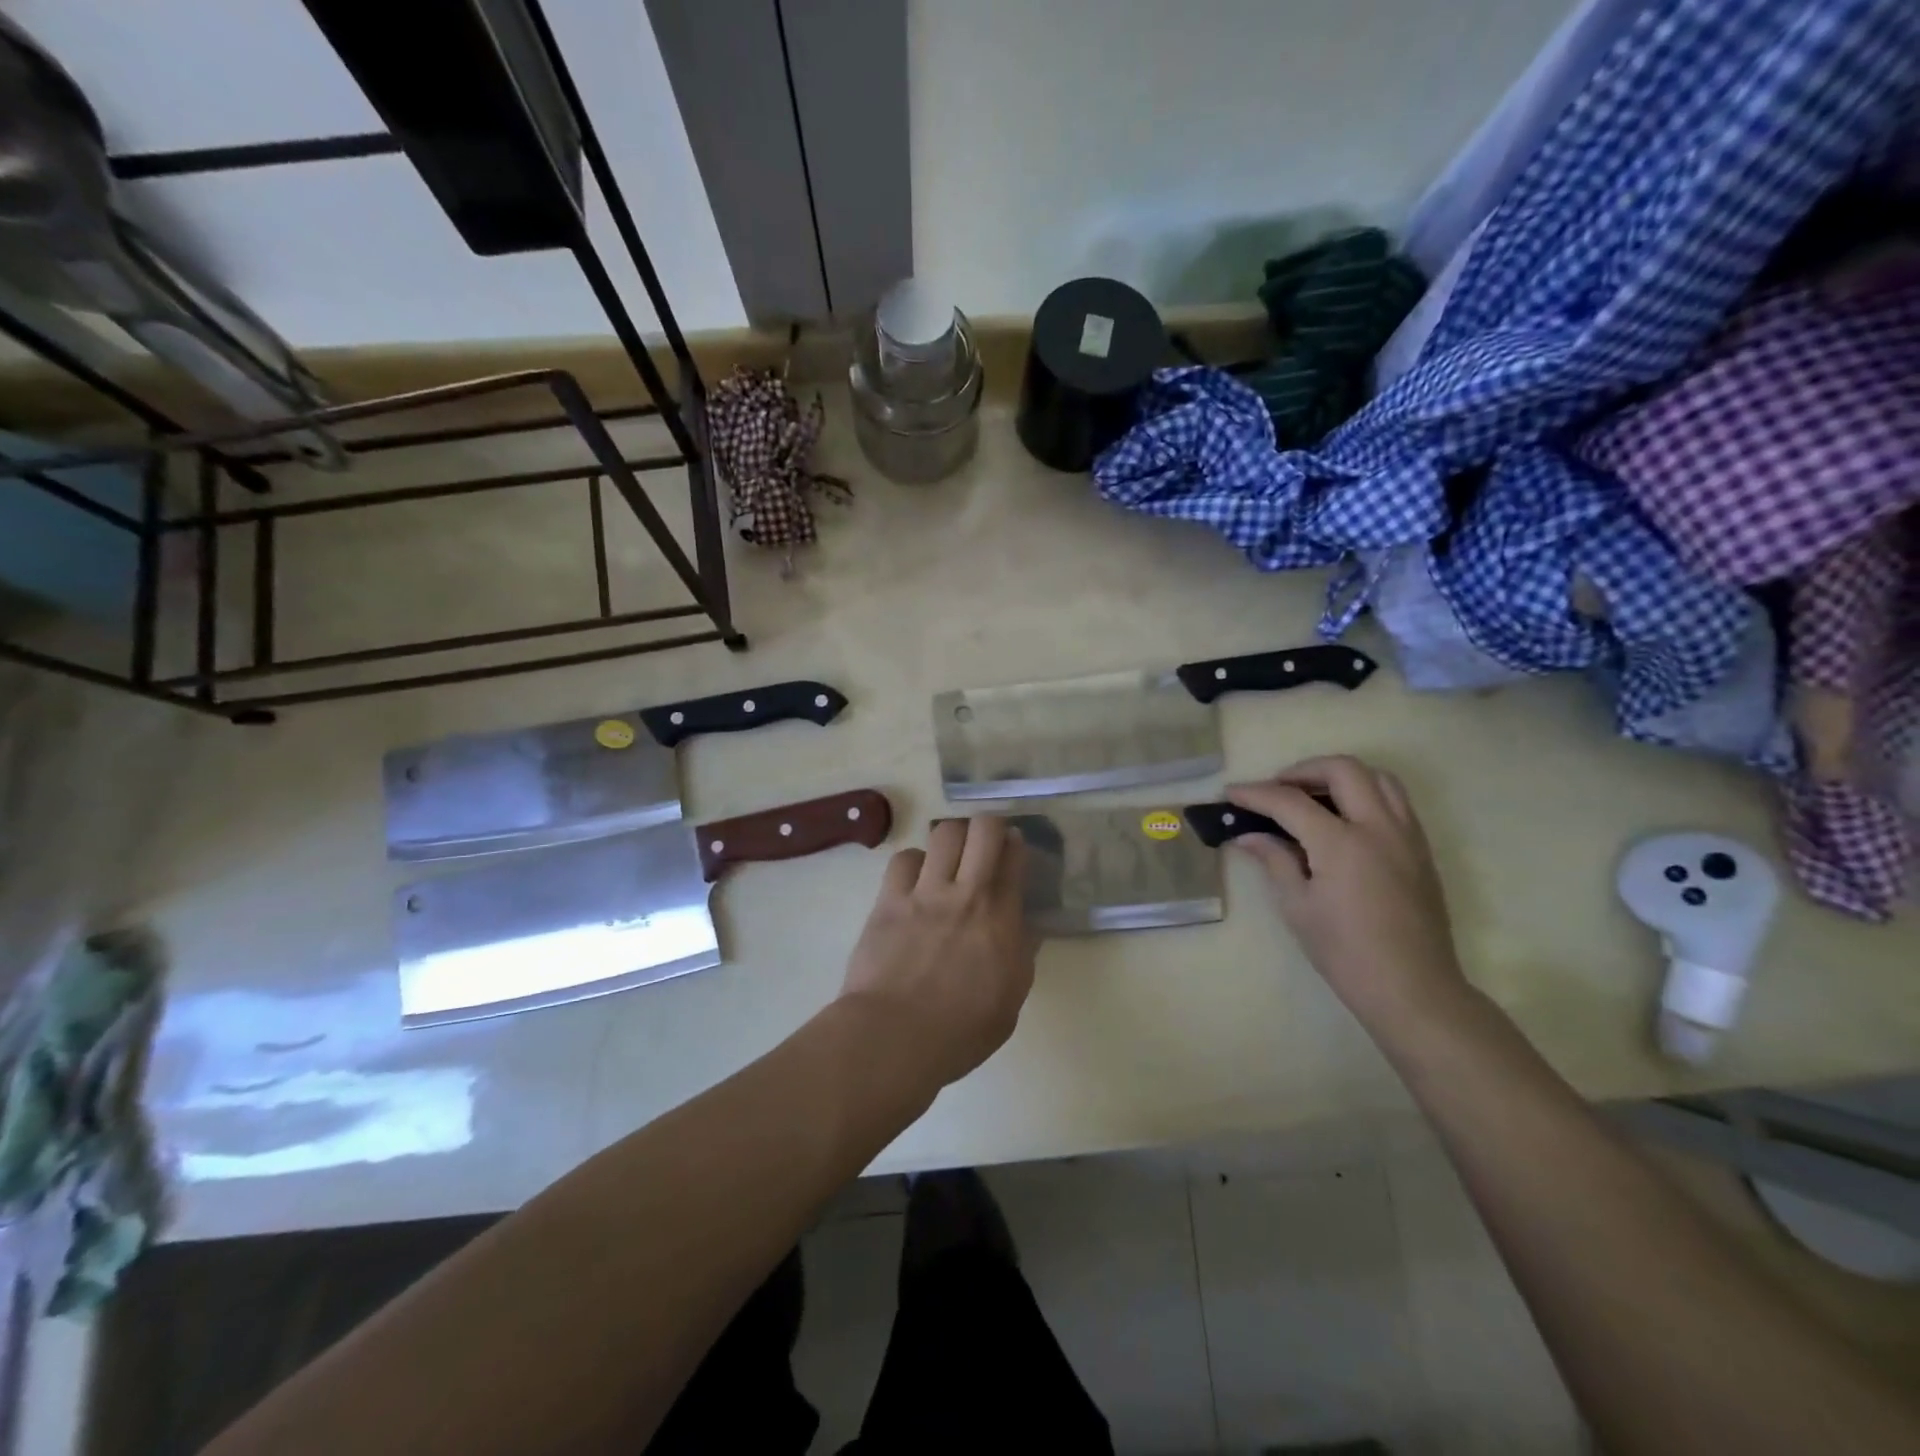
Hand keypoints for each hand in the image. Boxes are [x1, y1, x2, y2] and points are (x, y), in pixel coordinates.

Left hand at [839, 816, 1035, 1088]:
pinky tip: (915, 879)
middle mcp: (966, 893)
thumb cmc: (959, 1032)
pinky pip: (904, 858)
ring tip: (950, 856)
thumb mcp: (1010, 1000)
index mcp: (1000, 919)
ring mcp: (924, 892)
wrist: (893, 1037)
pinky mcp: (889, 899)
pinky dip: (914, 862)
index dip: (1017, 845)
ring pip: (943, 833)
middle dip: (990, 826)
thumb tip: (1025, 927)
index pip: (1014, 858)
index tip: (1014, 848)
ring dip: (952, 838)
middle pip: (983, 829)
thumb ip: (1020, 955)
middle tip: (986, 843)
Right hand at [1227, 756, 1466, 1028]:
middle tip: (1276, 789)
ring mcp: (1406, 835)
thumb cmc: (1346, 953)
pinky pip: (1395, 801)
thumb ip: (1275, 861)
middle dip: (1302, 771)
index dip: (1256, 794)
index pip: (1290, 802)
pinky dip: (1365, 794)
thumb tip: (1249, 836)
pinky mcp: (1421, 849)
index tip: (1231, 793)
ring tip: (1312, 796)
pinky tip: (1343, 819)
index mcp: (1342, 844)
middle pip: (1342, 769)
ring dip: (1340, 776)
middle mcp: (1378, 827)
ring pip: (1378, 777)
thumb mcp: (1298, 907)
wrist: (1413, 989)